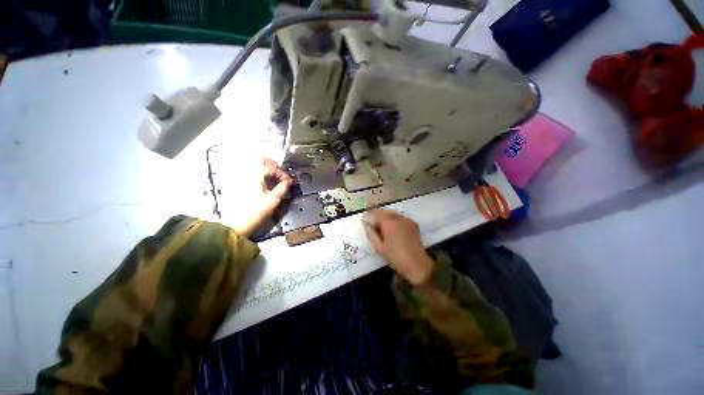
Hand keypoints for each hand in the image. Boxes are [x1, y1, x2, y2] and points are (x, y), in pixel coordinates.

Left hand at [222, 158, 291, 236]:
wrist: (236, 223)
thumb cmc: (256, 211)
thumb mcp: (273, 200)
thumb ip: (282, 188)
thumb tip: (289, 181)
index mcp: (255, 175)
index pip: (271, 168)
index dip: (282, 173)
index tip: (288, 181)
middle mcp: (246, 172)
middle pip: (259, 160)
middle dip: (272, 164)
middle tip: (280, 173)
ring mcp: (239, 176)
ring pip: (252, 164)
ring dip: (264, 167)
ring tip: (272, 176)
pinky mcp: (235, 183)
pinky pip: (247, 171)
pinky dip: (257, 172)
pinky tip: (262, 181)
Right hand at [362, 209, 433, 285]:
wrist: (417, 264)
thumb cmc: (395, 257)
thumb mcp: (379, 247)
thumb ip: (371, 234)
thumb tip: (366, 225)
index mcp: (388, 222)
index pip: (374, 213)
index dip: (367, 216)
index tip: (363, 220)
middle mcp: (398, 217)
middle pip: (384, 212)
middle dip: (376, 216)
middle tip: (372, 225)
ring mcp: (406, 219)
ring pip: (392, 214)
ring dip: (385, 218)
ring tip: (382, 228)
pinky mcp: (413, 223)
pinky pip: (400, 218)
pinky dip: (394, 221)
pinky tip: (393, 230)